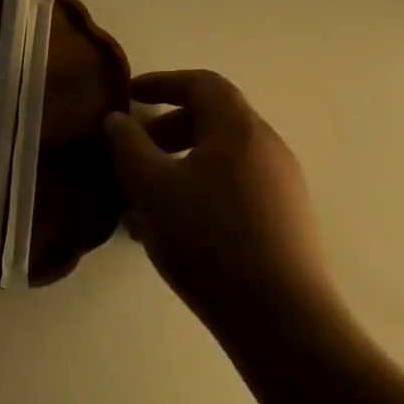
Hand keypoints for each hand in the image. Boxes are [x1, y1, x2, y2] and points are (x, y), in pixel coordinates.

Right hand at [105, 70, 335, 340]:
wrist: (282, 320)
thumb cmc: (208, 239)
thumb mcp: (150, 187)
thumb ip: (127, 144)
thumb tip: (117, 119)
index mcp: (238, 130)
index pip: (202, 83)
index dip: (161, 82)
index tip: (128, 96)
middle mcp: (267, 148)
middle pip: (213, 118)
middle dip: (167, 127)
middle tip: (134, 150)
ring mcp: (282, 185)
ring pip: (221, 155)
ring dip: (179, 162)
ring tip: (146, 197)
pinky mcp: (285, 219)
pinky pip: (234, 184)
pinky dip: (199, 187)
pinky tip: (174, 226)